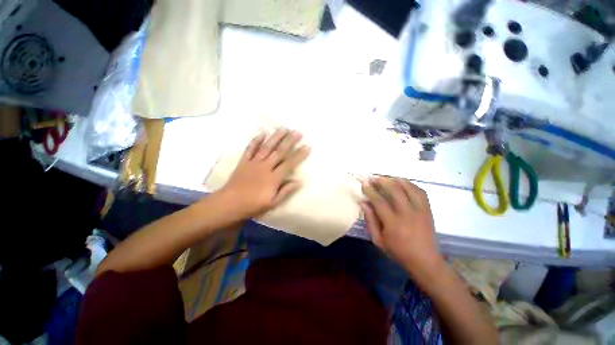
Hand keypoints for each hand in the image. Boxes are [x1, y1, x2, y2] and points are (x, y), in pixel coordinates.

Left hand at [219, 128, 310, 219]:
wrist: (230, 203)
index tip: (307, 146)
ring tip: (284, 128)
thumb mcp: (273, 202)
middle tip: (298, 132)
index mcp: (273, 178)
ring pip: (266, 147)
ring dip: (276, 137)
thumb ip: (286, 191)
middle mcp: (265, 167)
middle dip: (289, 141)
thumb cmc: (253, 205)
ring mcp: (254, 163)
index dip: (299, 155)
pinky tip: (262, 133)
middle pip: (279, 152)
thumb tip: (299, 181)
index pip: (289, 164)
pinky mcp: (244, 161)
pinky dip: (256, 141)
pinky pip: (250, 149)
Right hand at [361, 177, 444, 280]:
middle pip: (395, 190)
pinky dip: (410, 185)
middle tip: (374, 178)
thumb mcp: (378, 240)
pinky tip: (402, 184)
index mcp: (393, 223)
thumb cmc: (398, 252)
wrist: (425, 261)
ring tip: (387, 178)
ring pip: (409, 187)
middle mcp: (407, 214)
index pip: (379, 201)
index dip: (370, 190)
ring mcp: (420, 211)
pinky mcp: (428, 210)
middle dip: (382, 181)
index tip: (364, 184)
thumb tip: (363, 203)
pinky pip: (420, 191)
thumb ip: (370, 220)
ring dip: (396, 180)